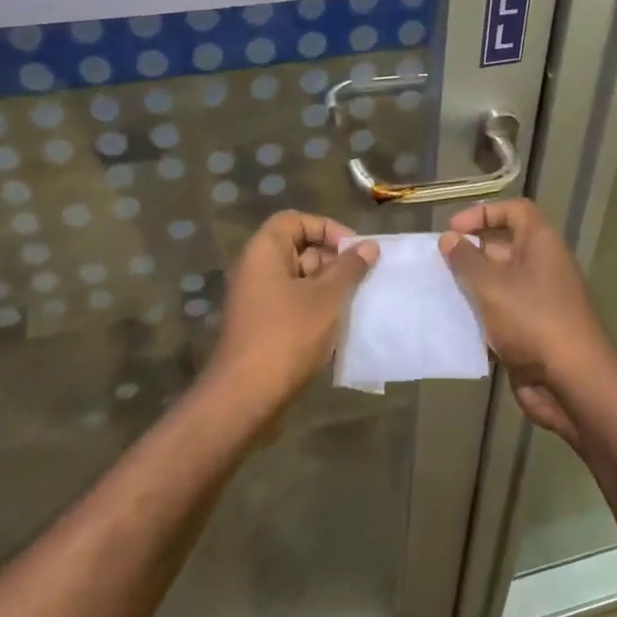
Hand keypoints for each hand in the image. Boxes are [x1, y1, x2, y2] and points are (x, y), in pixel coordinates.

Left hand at [210, 211, 378, 404]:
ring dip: (329, 288)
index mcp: (264, 252)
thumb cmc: (288, 336)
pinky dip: (316, 310)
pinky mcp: (263, 327)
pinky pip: (293, 305)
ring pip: (299, 280)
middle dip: (333, 261)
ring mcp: (257, 301)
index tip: (353, 250)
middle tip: (362, 279)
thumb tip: (369, 245)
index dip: (326, 228)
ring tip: (356, 304)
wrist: (247, 396)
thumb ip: (349, 268)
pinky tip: (340, 328)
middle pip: (298, 249)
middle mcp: (256, 270)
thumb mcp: (326, 298)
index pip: (295, 220)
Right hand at [439, 199, 616, 443]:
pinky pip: (501, 312)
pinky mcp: (531, 330)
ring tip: (438, 292)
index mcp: (541, 244)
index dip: (483, 213)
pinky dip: (479, 315)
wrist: (572, 382)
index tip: (453, 230)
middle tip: (437, 265)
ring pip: (498, 282)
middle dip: (470, 252)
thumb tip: (449, 238)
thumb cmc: (532, 320)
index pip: (515, 211)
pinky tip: (453, 323)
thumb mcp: (491, 285)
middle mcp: (542, 266)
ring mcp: (538, 300)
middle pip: (503, 246)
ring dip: (471, 286)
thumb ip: (466, 260)